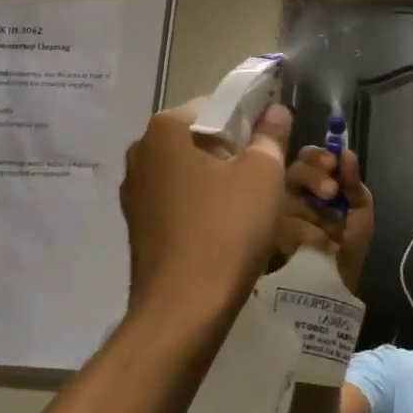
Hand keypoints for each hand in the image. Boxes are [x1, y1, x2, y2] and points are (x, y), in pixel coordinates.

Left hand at [119, 100, 293, 325]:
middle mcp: (142, 153)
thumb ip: (270, 134)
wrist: (184, 309)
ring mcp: (136, 191)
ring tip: (253, 200)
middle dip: (236, 147)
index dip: (252, 116)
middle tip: (270, 170)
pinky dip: (204, 202)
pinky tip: (227, 224)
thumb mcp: (263, 173)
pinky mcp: (139, 224)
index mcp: (165, 129)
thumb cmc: (227, 229)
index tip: (276, 138)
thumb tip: (275, 111)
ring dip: (221, 176)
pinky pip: (180, 199)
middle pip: (201, 136)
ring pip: (191, 169)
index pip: (217, 104)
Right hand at [275, 145, 374, 295]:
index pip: (307, 158)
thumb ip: (353, 184)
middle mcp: (290, 195)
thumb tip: (346, 152)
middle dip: (313, 177)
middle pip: (292, 170)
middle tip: (330, 192)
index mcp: (312, 186)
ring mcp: (274, 215)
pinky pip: (281, 224)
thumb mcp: (359, 215)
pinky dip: (304, 234)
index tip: (332, 164)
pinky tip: (317, 246)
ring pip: (285, 195)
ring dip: (310, 211)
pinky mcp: (265, 236)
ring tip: (328, 231)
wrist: (334, 288)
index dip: (318, 157)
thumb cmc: (347, 249)